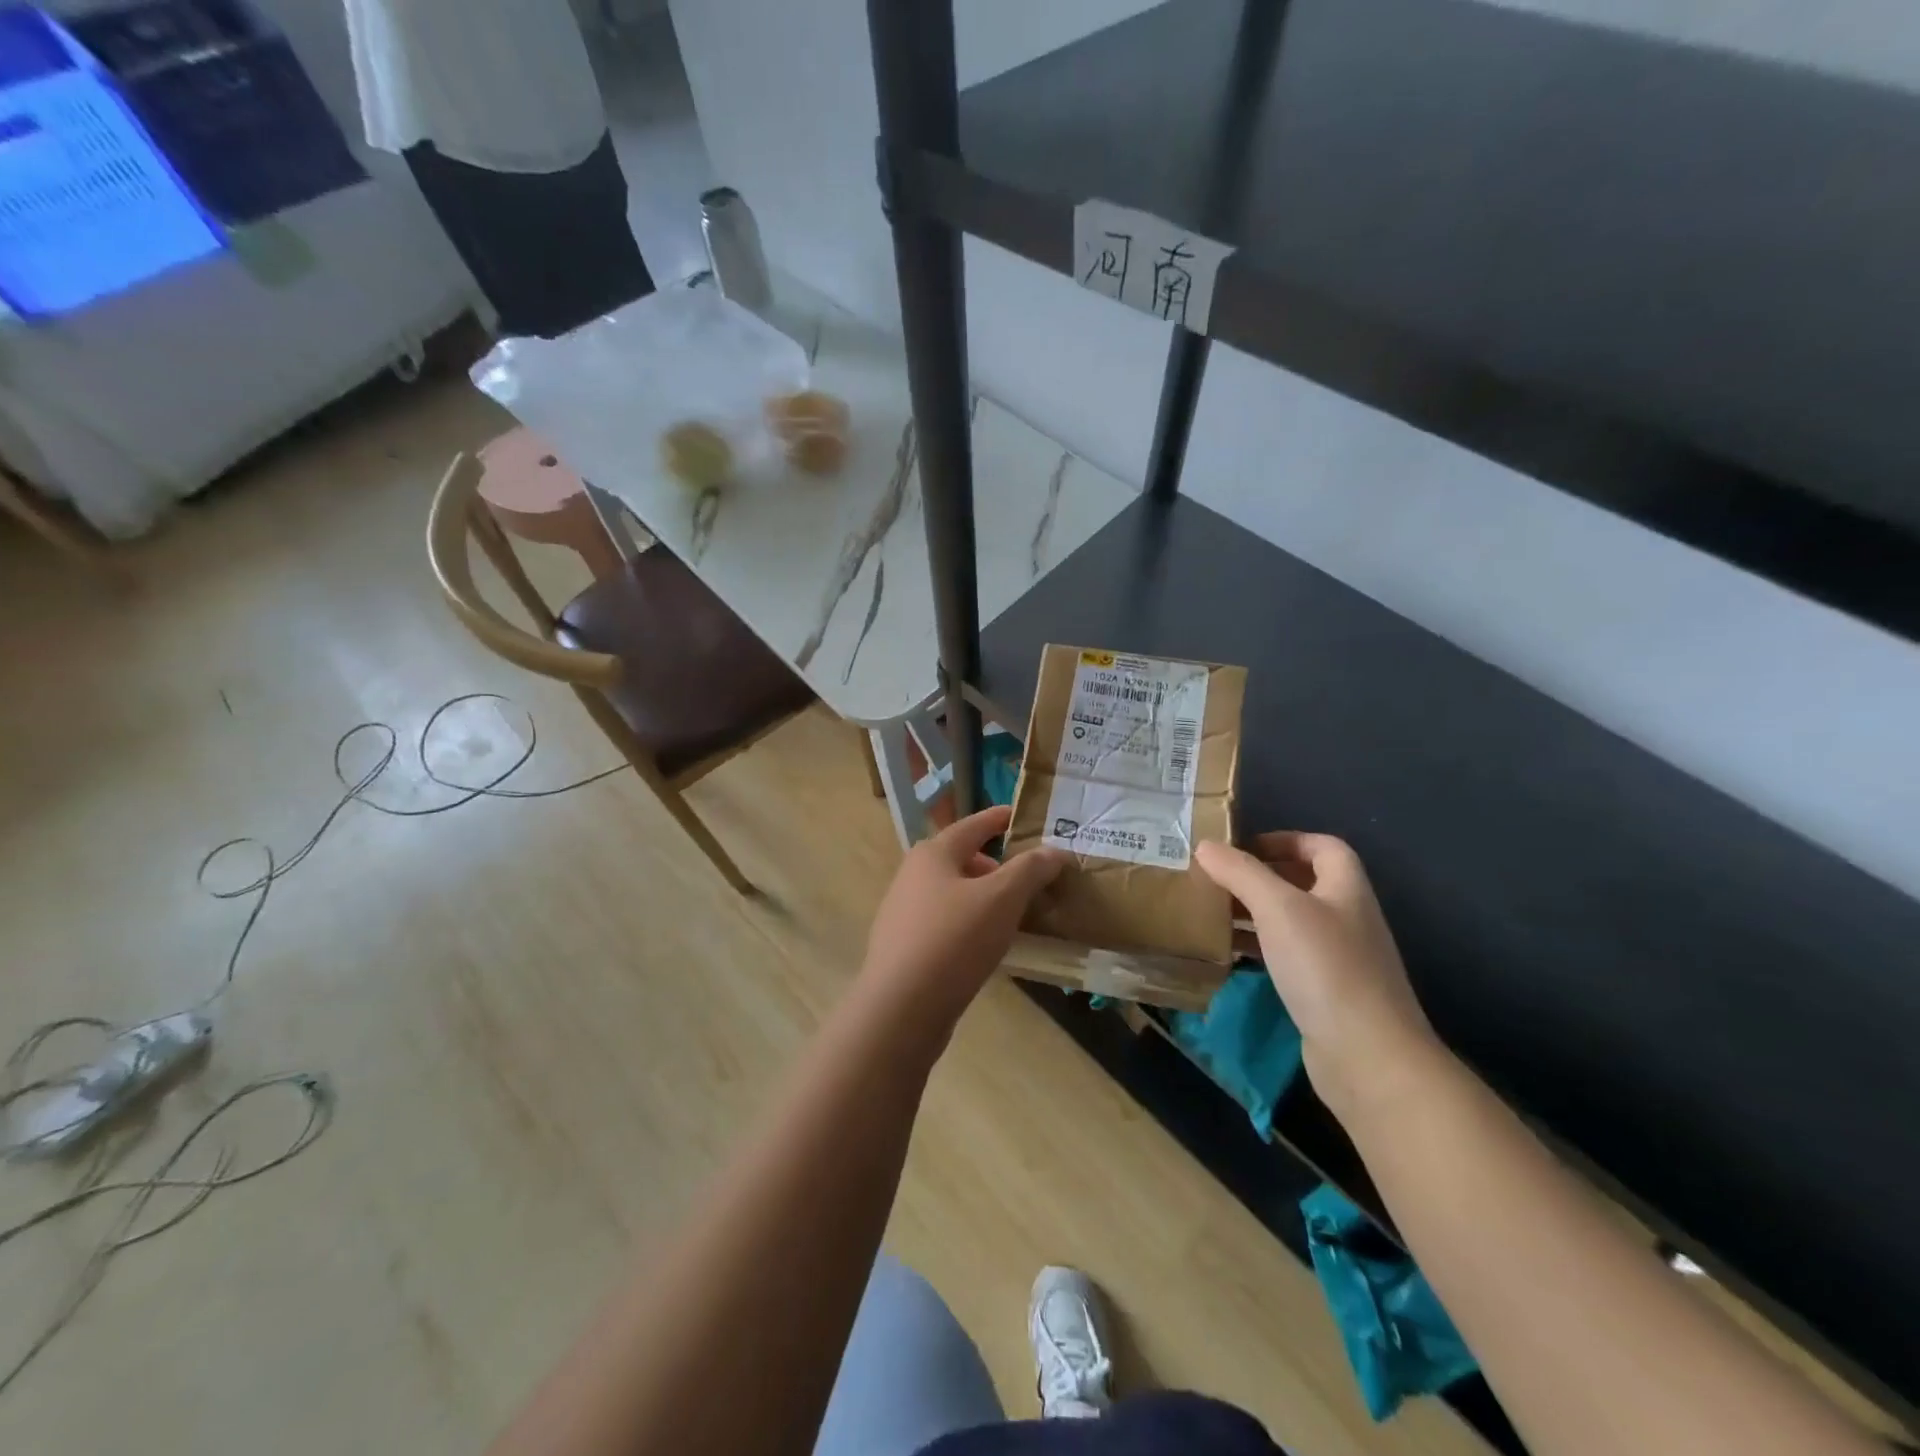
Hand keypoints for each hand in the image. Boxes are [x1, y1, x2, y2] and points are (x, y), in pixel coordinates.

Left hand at [857, 805, 1067, 1043]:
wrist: (901, 1007)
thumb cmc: (954, 939)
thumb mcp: (1002, 899)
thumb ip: (1030, 870)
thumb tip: (1054, 851)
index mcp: (933, 853)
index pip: (973, 824)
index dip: (1000, 818)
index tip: (1022, 816)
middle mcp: (913, 875)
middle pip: (963, 860)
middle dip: (997, 866)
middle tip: (1030, 880)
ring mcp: (904, 912)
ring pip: (954, 894)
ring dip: (985, 898)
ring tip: (1015, 915)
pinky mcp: (904, 947)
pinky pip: (945, 924)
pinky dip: (970, 924)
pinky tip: (988, 946)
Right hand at [1196, 832, 1447, 1122]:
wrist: (1368, 1057)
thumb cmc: (1326, 968)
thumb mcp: (1278, 909)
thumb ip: (1241, 873)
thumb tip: (1205, 846)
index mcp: (1346, 889)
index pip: (1322, 847)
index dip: (1284, 839)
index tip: (1242, 849)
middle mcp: (1346, 917)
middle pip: (1302, 883)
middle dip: (1259, 877)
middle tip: (1216, 879)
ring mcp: (1338, 958)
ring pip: (1290, 921)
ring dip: (1253, 913)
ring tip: (1211, 912)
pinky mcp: (1324, 992)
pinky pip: (1286, 956)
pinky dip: (1257, 948)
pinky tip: (1228, 953)